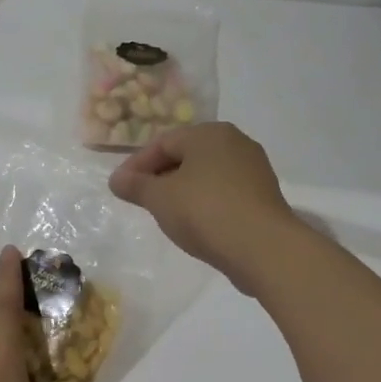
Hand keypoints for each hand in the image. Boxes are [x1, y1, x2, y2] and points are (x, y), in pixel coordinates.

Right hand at [109, 122, 302, 295]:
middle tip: (141, 199)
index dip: (136, 164)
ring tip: (165, 213)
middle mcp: (234, 142)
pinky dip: (204, 201)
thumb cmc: (204, 212)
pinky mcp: (263, 195)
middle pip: (186, 155)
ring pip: (206, 174)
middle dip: (160, 175)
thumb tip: (116, 179)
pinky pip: (224, 191)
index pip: (163, 142)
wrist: (263, 248)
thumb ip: (135, 185)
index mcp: (208, 133)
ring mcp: (253, 168)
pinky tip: (195, 222)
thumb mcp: (159, 198)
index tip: (120, 188)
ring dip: (182, 189)